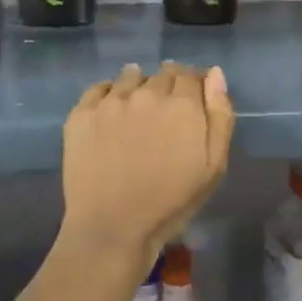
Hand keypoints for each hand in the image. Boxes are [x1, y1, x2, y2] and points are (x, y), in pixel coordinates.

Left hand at [61, 62, 234, 265]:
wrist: (113, 227)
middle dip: (169, 85)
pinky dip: (109, 92)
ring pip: (130, 77)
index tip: (193, 98)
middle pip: (162, 75)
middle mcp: (146, 93)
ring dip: (139, 84)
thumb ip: (220, 116)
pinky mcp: (81, 114)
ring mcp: (110, 102)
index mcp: (182, 105)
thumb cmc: (171, 203)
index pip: (192, 76)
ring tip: (139, 104)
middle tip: (167, 109)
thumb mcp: (213, 166)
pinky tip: (112, 108)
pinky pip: (99, 88)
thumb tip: (215, 73)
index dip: (195, 84)